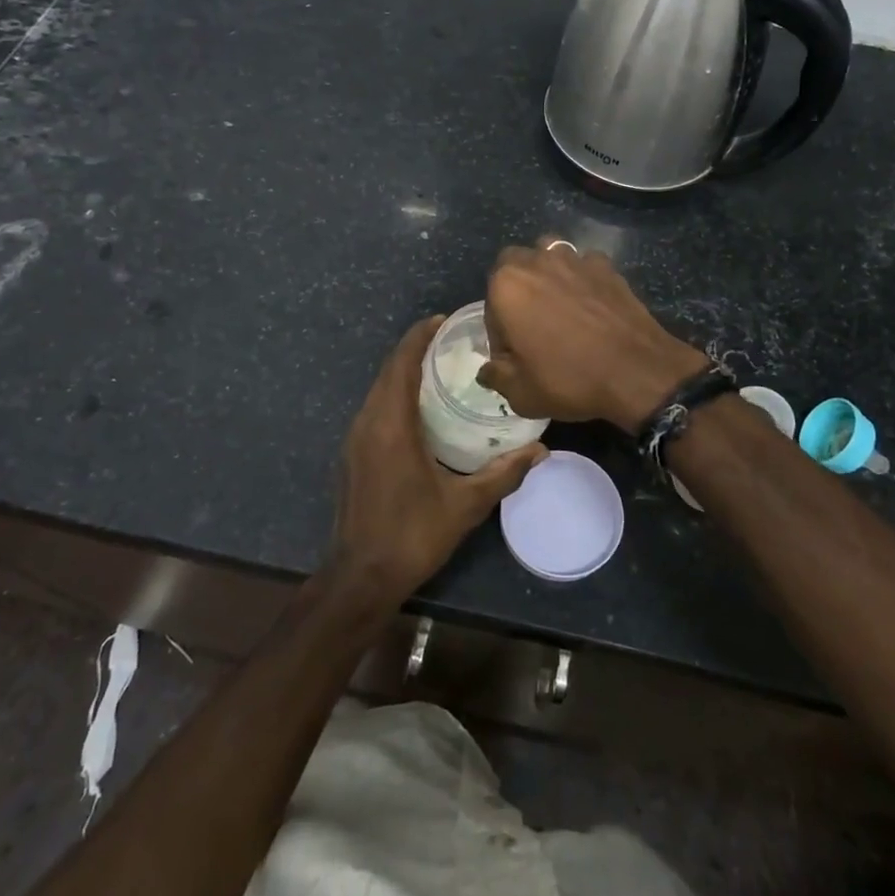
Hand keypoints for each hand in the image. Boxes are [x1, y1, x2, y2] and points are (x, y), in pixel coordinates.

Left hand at [327, 317, 545, 611]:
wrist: (360, 576)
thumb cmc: (412, 535)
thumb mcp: (465, 505)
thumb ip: (503, 473)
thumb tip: (542, 451)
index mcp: (391, 425)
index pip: (402, 363)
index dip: (420, 336)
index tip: (444, 319)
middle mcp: (368, 422)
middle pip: (389, 370)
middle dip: (415, 349)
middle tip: (452, 340)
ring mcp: (355, 438)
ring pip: (379, 389)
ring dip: (404, 371)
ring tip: (440, 366)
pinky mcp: (353, 454)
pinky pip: (375, 408)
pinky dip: (396, 393)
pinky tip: (421, 406)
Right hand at [479, 240, 706, 433]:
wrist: (636, 371)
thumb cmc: (569, 379)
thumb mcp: (520, 393)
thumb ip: (496, 376)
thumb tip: (488, 370)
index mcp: (507, 286)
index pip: (490, 308)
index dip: (500, 334)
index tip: (515, 357)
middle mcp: (536, 261)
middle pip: (514, 266)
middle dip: (516, 290)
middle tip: (531, 325)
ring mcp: (575, 259)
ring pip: (548, 255)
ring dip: (546, 274)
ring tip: (558, 306)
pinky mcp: (606, 266)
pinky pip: (584, 265)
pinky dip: (582, 279)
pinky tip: (591, 304)